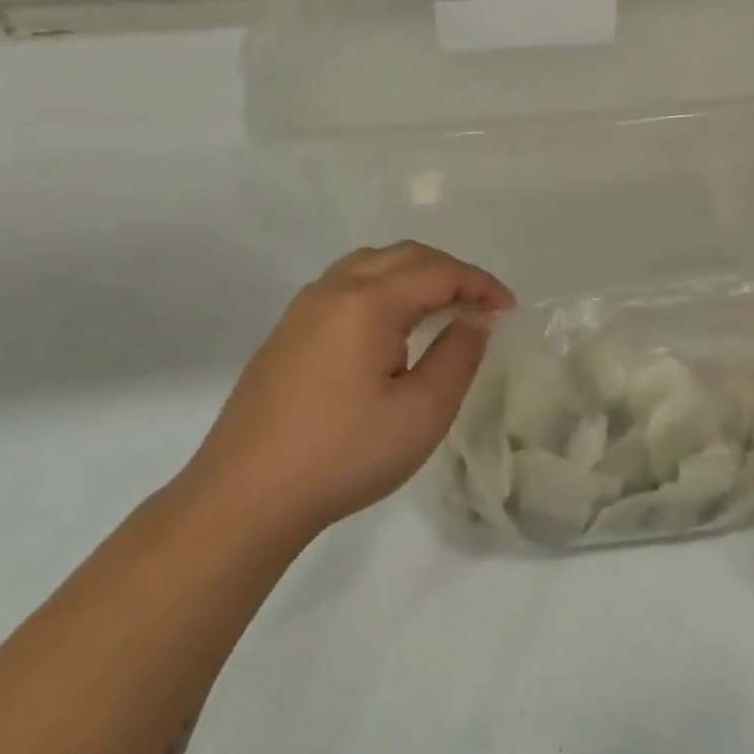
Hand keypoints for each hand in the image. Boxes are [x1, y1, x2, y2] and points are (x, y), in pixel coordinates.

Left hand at [182, 241, 513, 542]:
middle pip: (404, 255)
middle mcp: (332, 290)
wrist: (245, 498)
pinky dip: (385, 288)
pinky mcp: (287, 333)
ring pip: (371, 264)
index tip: (509, 310)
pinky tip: (395, 327)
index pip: (438, 272)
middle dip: (451, 272)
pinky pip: (346, 285)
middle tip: (482, 306)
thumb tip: (476, 318)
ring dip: (416, 275)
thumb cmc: (345, 454)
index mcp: (367, 302)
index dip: (480, 284)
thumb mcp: (423, 411)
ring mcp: (303, 309)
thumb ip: (459, 355)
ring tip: (444, 309)